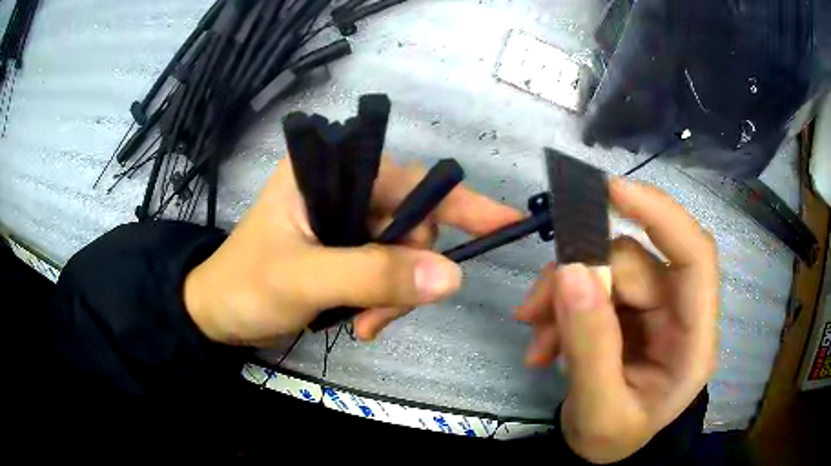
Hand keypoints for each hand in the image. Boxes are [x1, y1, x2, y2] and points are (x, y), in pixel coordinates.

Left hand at [184, 157, 521, 345]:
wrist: (217, 315)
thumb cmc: (245, 287)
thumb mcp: (304, 280)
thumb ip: (373, 275)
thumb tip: (450, 277)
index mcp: (325, 170)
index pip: (406, 180)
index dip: (458, 202)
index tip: (503, 222)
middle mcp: (340, 187)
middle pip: (410, 224)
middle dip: (405, 274)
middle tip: (379, 318)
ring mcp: (344, 221)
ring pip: (402, 254)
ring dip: (394, 296)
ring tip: (365, 326)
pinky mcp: (345, 250)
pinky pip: (387, 272)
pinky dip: (384, 301)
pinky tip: (360, 322)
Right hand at [515, 179, 718, 463]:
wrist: (600, 450)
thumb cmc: (612, 439)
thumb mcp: (598, 411)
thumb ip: (590, 347)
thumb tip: (571, 271)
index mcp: (695, 343)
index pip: (696, 257)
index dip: (660, 215)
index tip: (610, 190)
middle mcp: (681, 315)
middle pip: (637, 262)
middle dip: (583, 276)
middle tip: (534, 309)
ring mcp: (655, 309)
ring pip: (609, 269)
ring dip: (564, 294)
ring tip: (534, 333)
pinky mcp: (630, 310)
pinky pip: (594, 285)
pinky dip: (562, 305)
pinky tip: (542, 338)